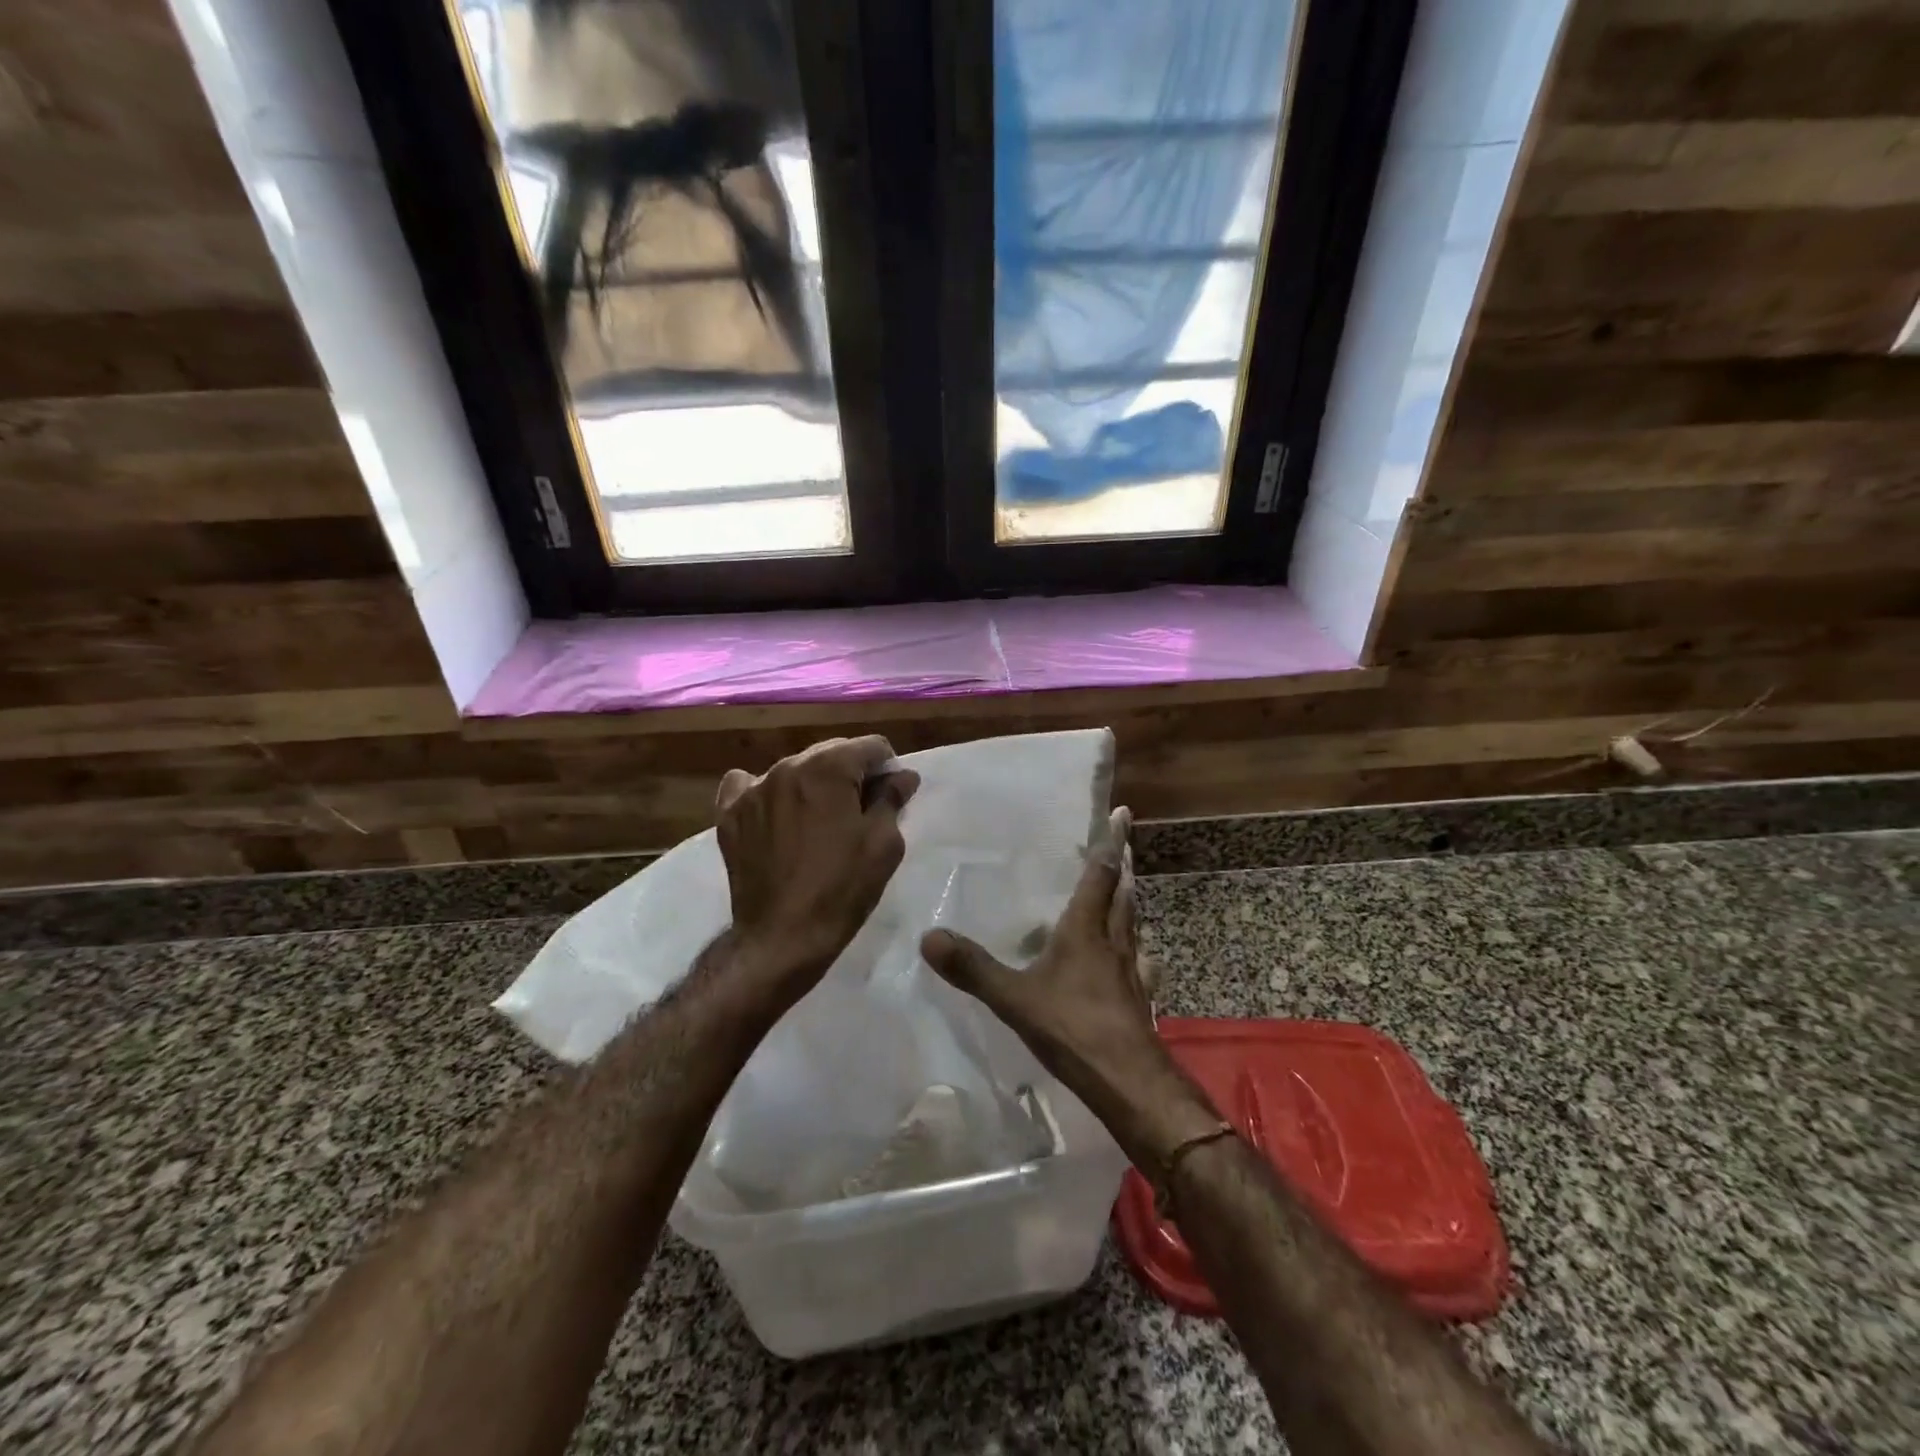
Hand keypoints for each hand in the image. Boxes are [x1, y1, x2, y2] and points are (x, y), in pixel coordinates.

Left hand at [715, 736, 918, 1009]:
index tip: (889, 798)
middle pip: (831, 753)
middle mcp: (787, 766)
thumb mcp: (883, 844)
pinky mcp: (729, 813)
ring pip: (795, 769)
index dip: (887, 770)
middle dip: (850, 774)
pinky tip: (777, 818)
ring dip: (813, 785)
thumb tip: (902, 776)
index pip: (871, 747)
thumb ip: (892, 799)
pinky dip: (769, 795)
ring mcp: (753, 788)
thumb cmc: (842, 889)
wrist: (782, 938)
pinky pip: (750, 786)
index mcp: (829, 768)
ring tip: (818, 823)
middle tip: (858, 813)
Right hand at [920, 807, 1220, 1168]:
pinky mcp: (1139, 998)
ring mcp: (1132, 971)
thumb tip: (928, 936)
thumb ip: (973, 968)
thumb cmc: (1072, 1028)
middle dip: (1123, 867)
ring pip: (1134, 925)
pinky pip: (1140, 960)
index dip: (1111, 843)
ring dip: (1130, 902)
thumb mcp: (1014, 998)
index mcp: (1086, 930)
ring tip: (1127, 892)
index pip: (1100, 875)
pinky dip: (1136, 948)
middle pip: (1123, 895)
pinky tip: (1136, 959)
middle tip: (1124, 845)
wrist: (1129, 1081)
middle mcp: (1114, 942)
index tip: (1123, 814)